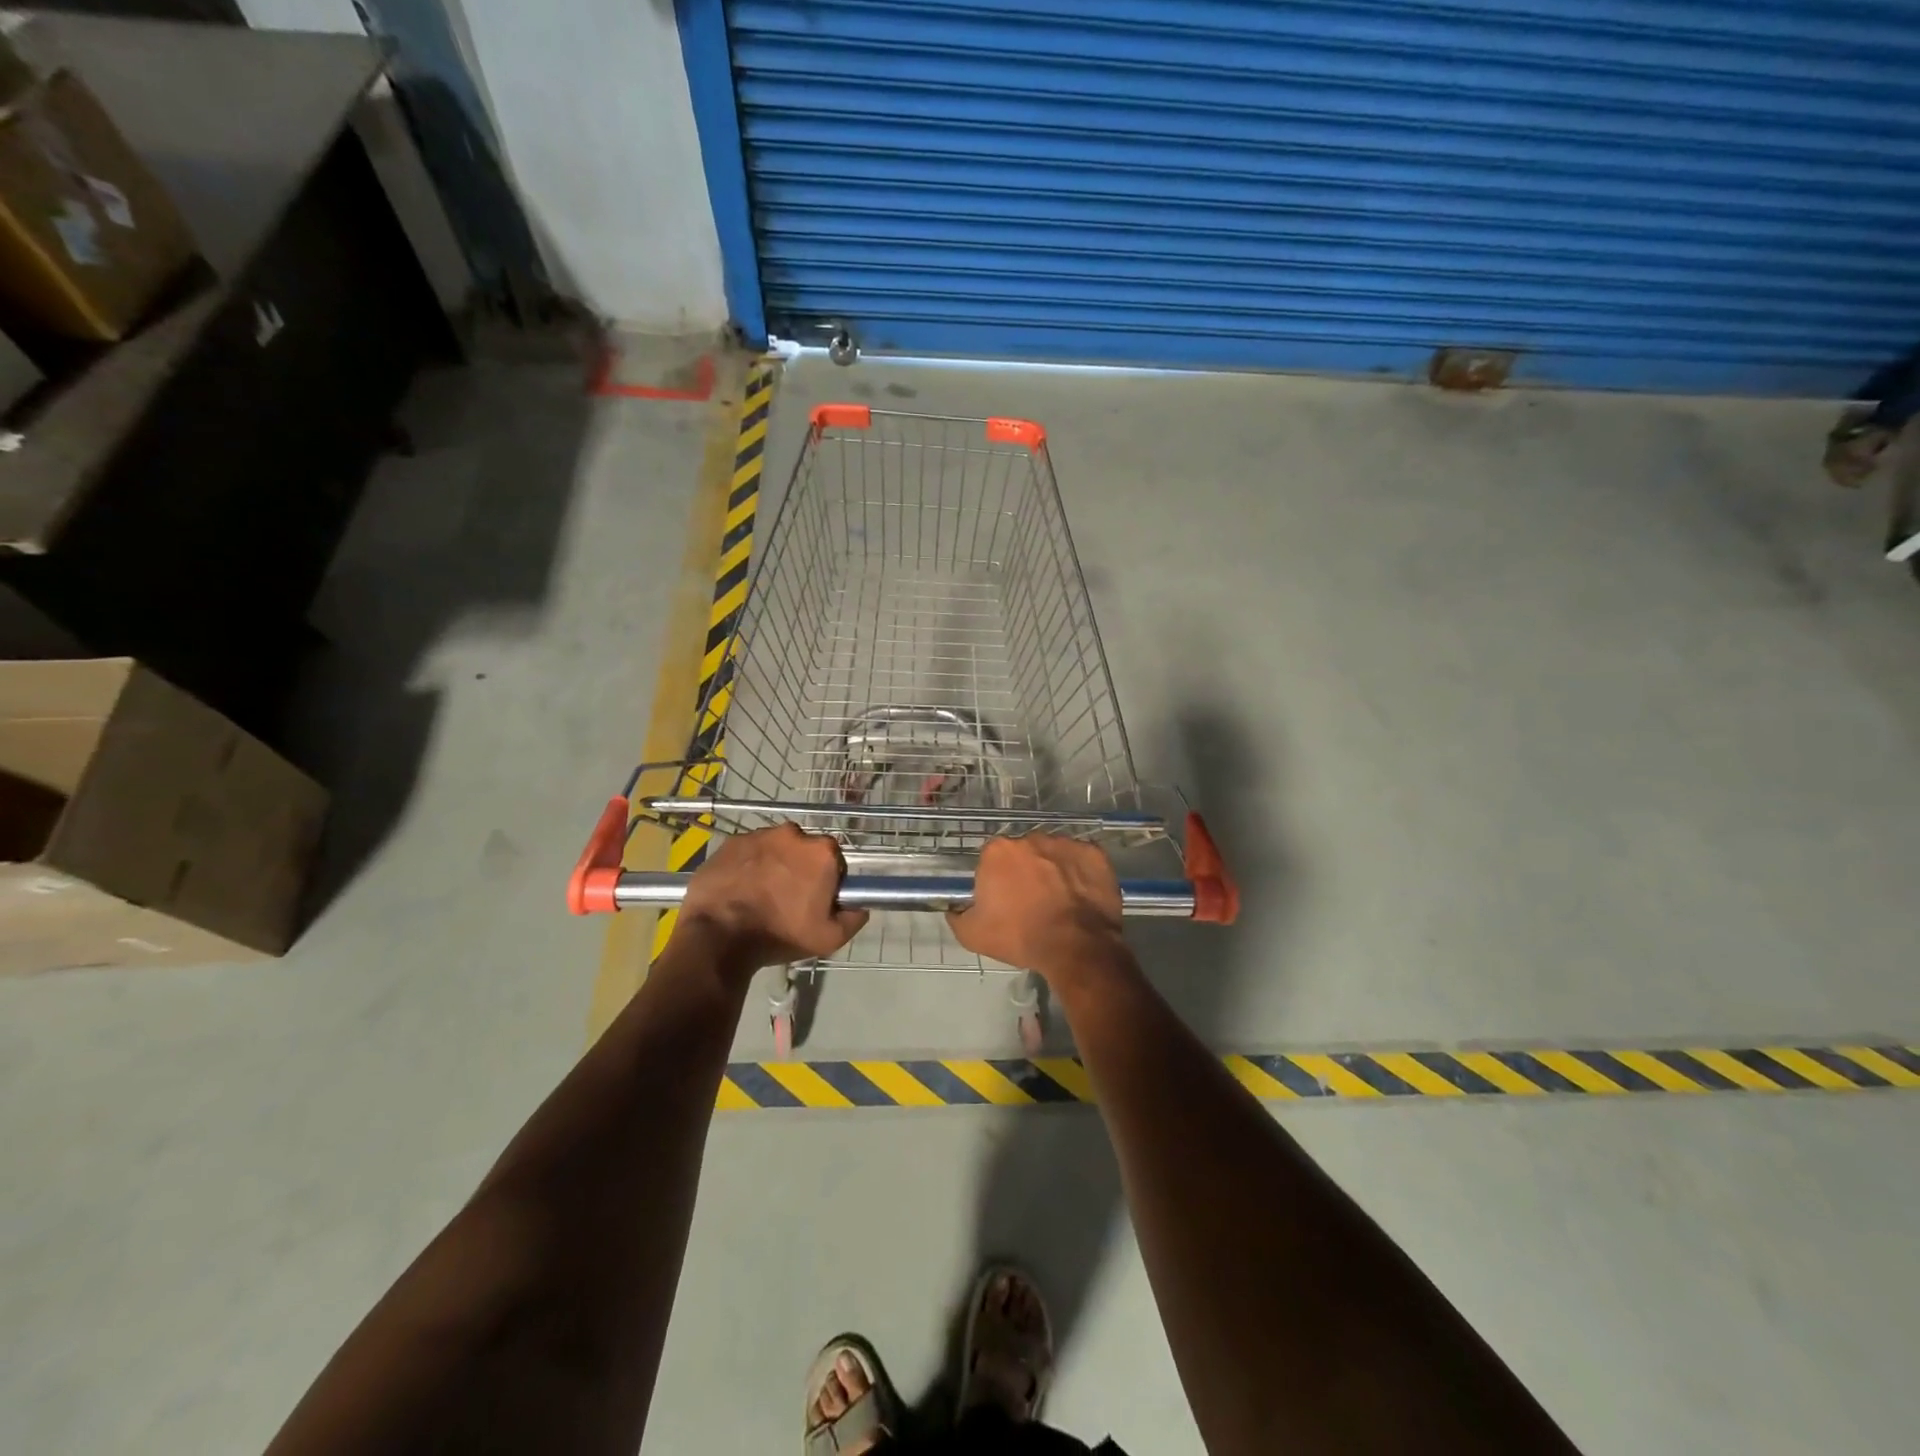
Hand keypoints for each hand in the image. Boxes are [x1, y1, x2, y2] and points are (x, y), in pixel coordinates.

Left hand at [677, 824, 867, 970]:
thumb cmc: (780, 934)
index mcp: (821, 852)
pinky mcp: (730, 842)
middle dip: (799, 869)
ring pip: (774, 849)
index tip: (815, 901)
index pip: (834, 860)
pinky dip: (747, 866)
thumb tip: (860, 906)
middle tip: (787, 899)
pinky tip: (739, 891)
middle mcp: (793, 834)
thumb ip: (853, 919)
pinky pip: (747, 852)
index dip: (827, 881)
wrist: (718, 934)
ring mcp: (759, 835)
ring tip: (760, 896)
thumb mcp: (829, 938)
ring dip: (772, 866)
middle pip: (804, 851)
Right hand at [946, 834, 1123, 979]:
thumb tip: (954, 910)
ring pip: (1053, 854)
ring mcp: (1065, 843)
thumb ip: (957, 916)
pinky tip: (1081, 897)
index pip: (992, 860)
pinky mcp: (1094, 853)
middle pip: (1024, 853)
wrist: (1076, 946)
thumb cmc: (1020, 937)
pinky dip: (1081, 874)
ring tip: (1060, 901)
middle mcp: (1030, 838)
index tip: (1004, 901)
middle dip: (1026, 872)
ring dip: (1054, 871)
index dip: (997, 881)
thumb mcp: (973, 935)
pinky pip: (1082, 860)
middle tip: (1032, 902)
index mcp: (998, 851)